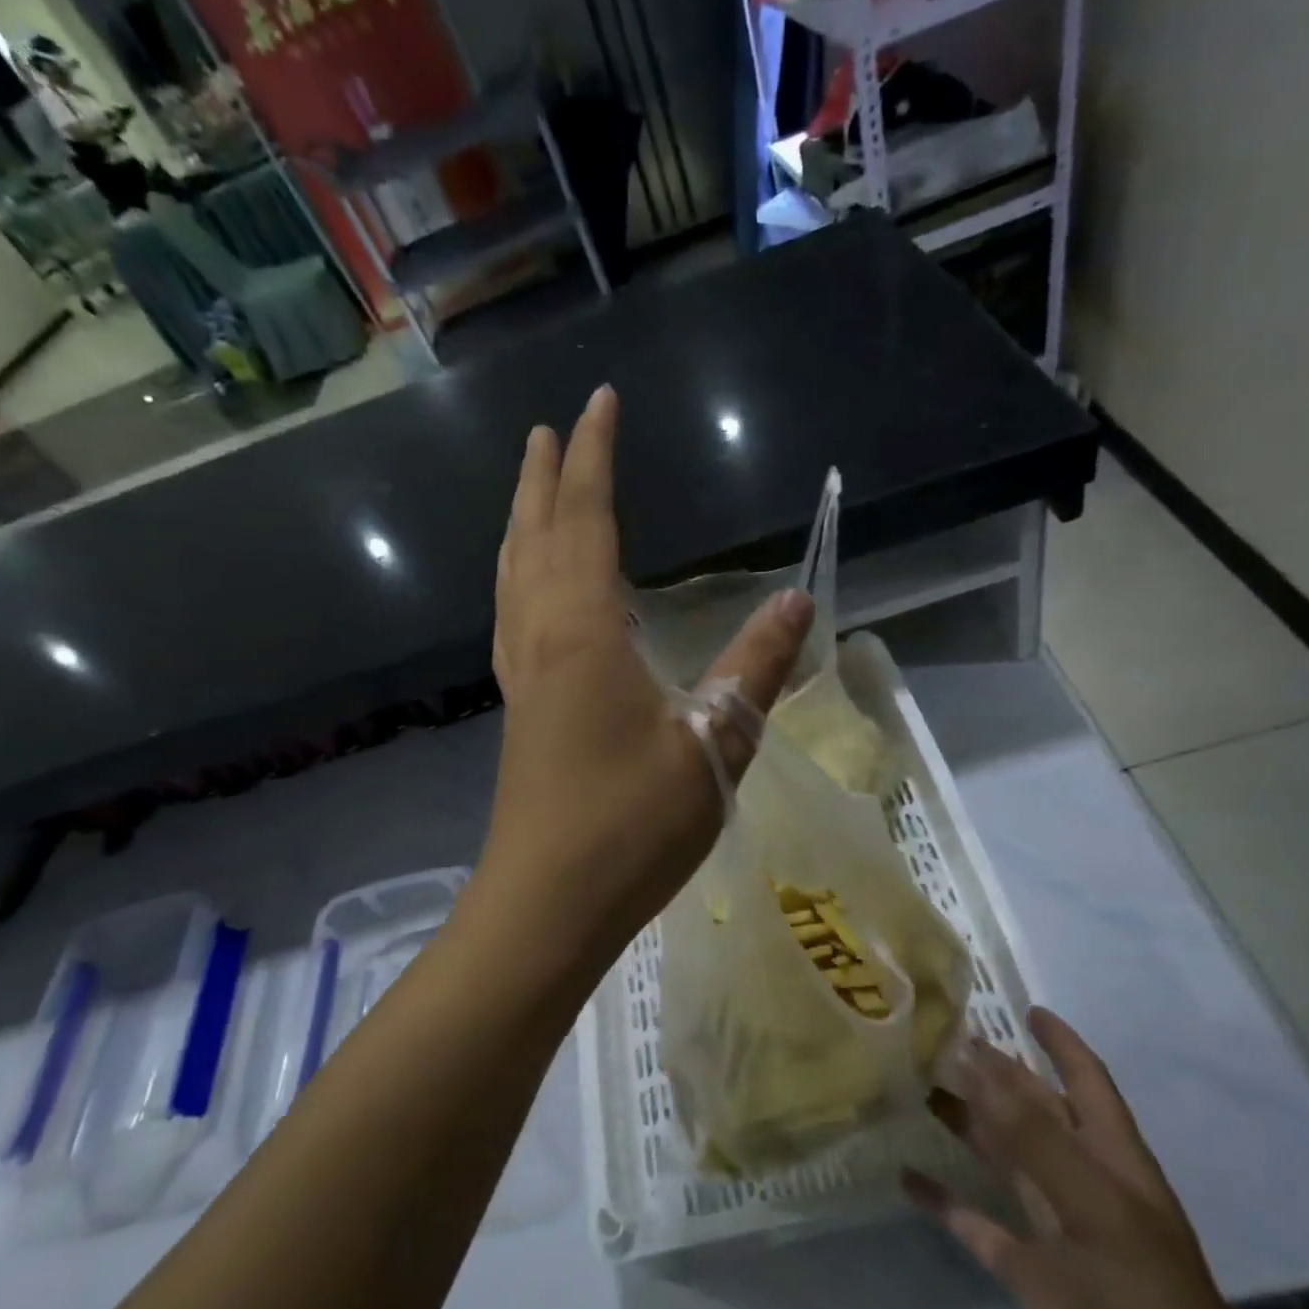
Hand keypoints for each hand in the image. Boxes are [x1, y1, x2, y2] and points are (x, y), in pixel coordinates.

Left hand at [482, 385, 814, 968]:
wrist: (549, 905)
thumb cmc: (631, 824)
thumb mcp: (713, 743)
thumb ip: (755, 668)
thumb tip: (795, 599)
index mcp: (581, 631)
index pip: (585, 519)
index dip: (593, 457)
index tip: (599, 403)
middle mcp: (540, 638)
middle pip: (534, 538)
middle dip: (543, 479)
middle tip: (549, 431)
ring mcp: (522, 676)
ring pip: (513, 578)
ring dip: (522, 525)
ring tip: (530, 492)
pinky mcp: (522, 710)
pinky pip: (512, 618)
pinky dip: (519, 579)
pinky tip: (530, 591)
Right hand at [907, 1010, 1287, 1308]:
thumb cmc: (1147, 1307)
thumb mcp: (1099, 1214)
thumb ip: (1037, 1138)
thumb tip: (979, 1062)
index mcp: (1115, 1165)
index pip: (1088, 1083)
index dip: (1062, 1044)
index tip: (1025, 1007)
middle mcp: (1085, 1188)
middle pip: (1035, 1115)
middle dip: (997, 1076)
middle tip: (944, 1039)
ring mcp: (1057, 1235)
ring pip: (1004, 1162)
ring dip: (967, 1126)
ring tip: (917, 1088)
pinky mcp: (1030, 1279)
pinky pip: (980, 1226)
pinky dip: (946, 1201)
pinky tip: (908, 1178)